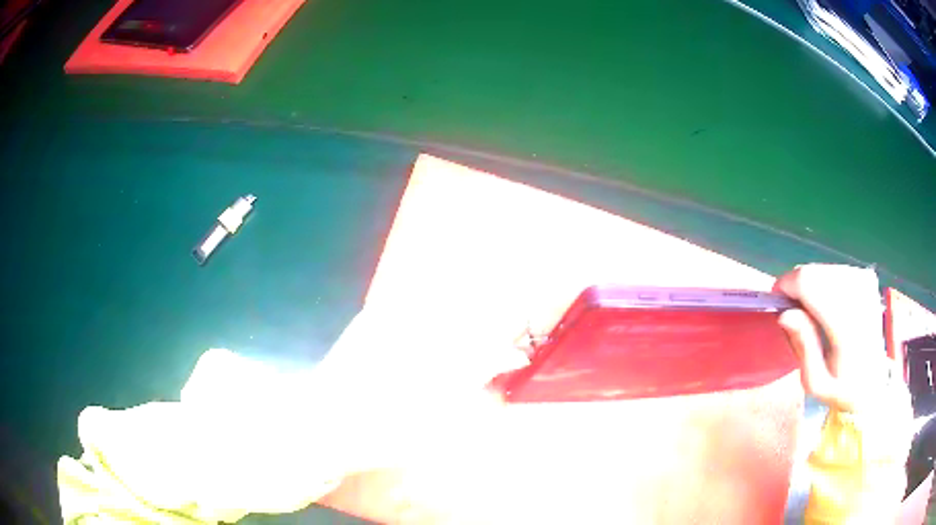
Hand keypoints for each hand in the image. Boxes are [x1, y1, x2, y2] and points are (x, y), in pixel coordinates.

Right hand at [773, 264, 893, 412]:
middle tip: (794, 315)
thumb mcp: (816, 383)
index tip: (777, 302)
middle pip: (813, 272)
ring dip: (810, 286)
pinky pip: (834, 270)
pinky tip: (827, 305)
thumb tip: (785, 313)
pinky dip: (824, 283)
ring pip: (823, 268)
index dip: (786, 285)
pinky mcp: (867, 279)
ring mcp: (864, 284)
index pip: (808, 283)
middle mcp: (857, 295)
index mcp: (844, 326)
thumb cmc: (842, 389)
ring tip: (812, 313)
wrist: (876, 381)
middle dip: (797, 288)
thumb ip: (802, 347)